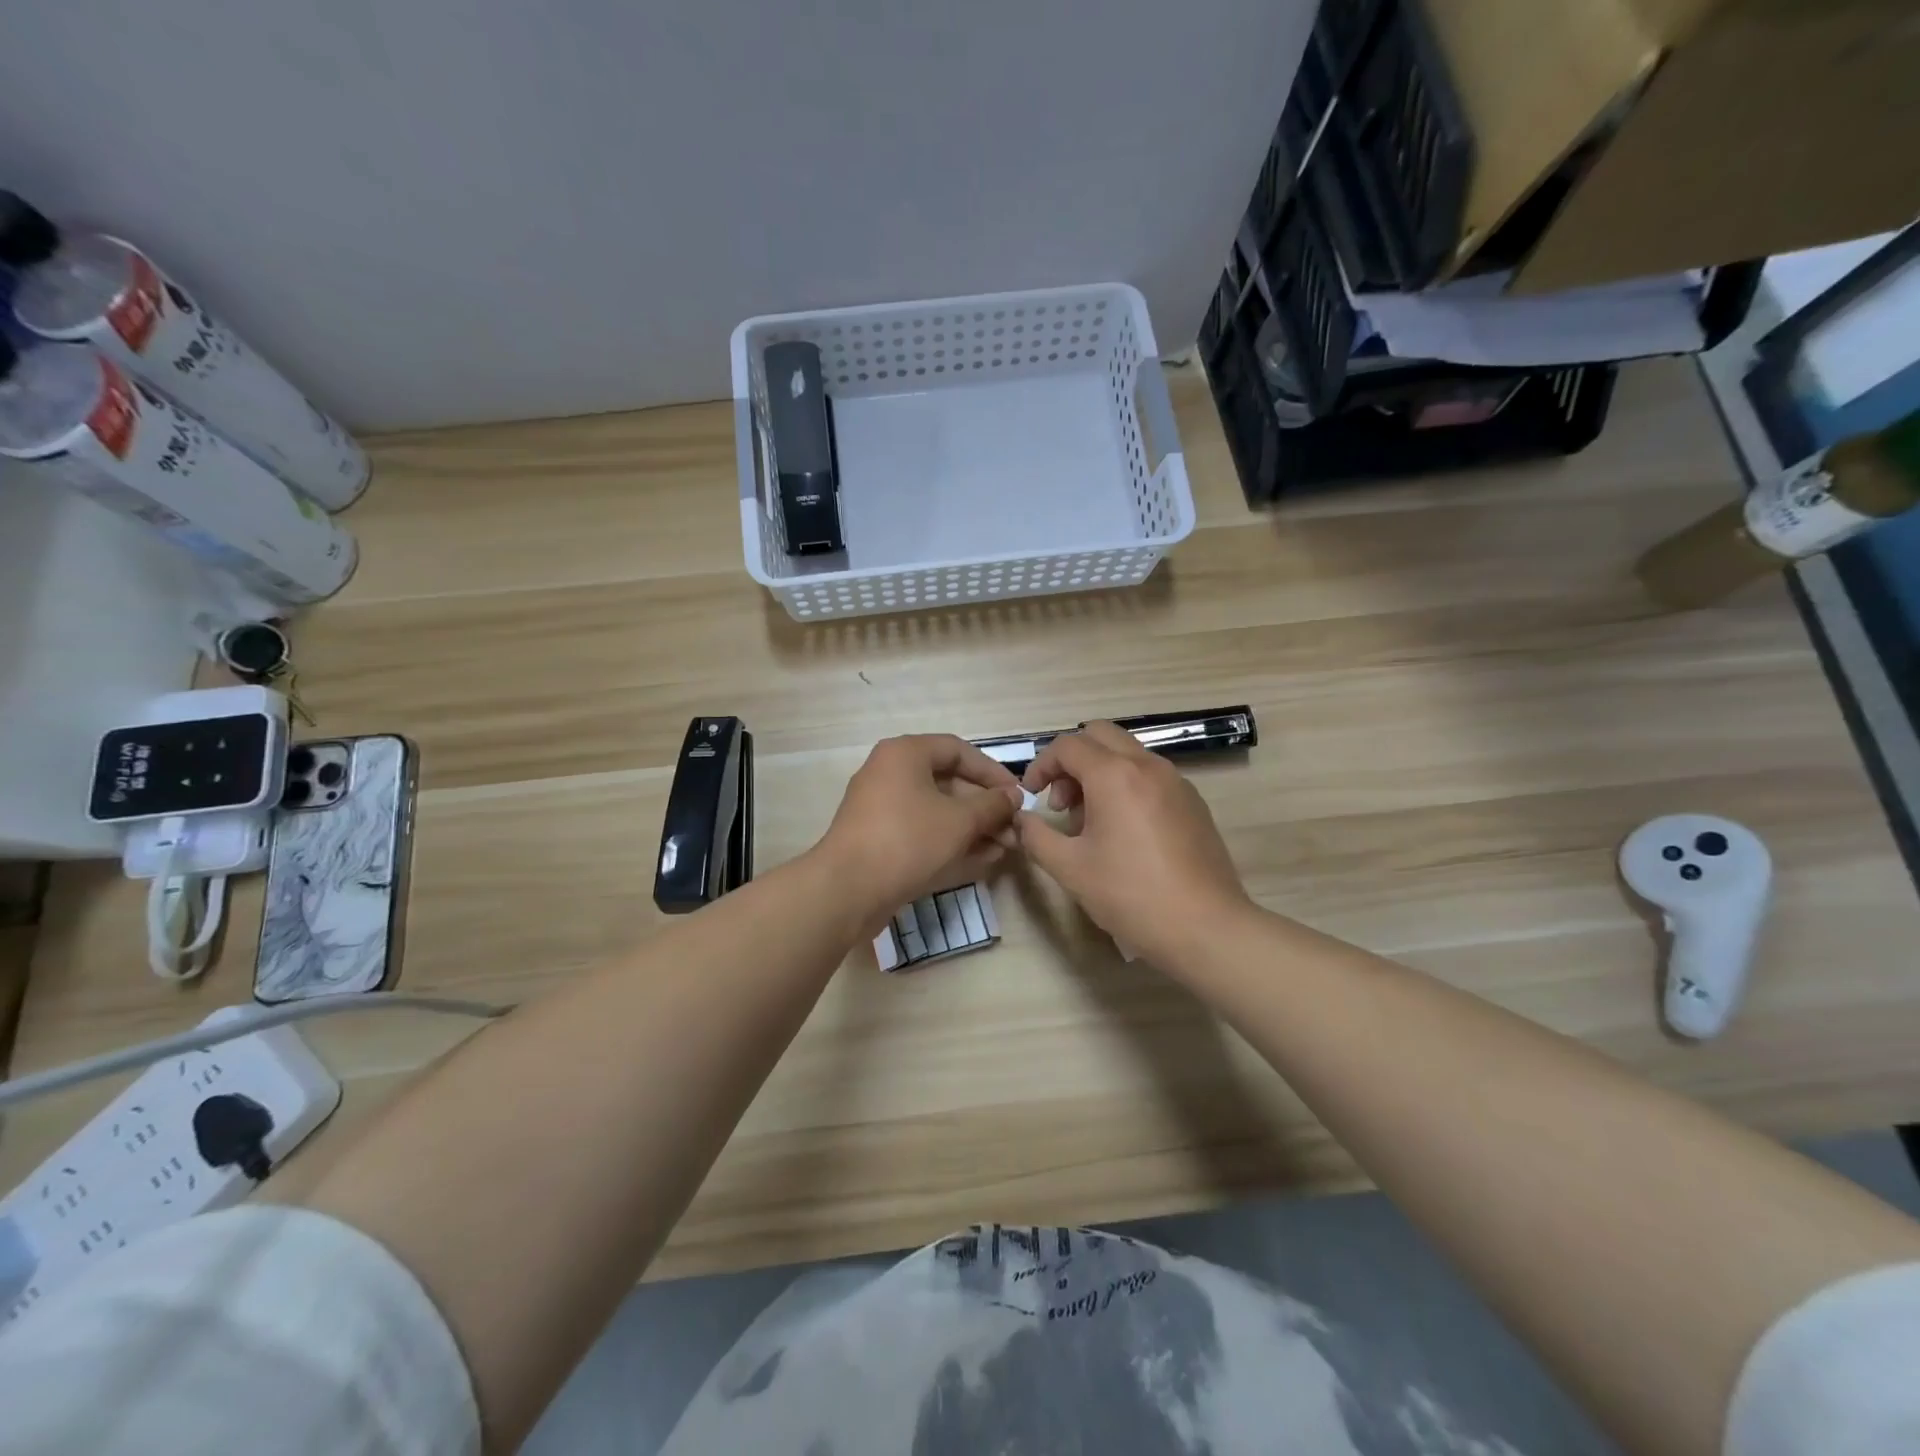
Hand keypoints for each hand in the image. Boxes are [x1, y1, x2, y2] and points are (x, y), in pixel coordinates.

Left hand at [817, 735, 1023, 932]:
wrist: (848, 889)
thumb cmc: (908, 840)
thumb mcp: (959, 821)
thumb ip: (991, 805)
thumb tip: (1013, 797)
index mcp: (905, 754)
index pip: (958, 750)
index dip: (992, 772)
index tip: (1017, 796)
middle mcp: (890, 774)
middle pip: (948, 782)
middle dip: (985, 807)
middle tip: (1014, 828)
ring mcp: (882, 809)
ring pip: (937, 811)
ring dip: (973, 828)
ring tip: (1006, 848)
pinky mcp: (880, 840)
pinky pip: (922, 833)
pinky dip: (951, 843)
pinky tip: (983, 860)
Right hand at [1019, 722, 1253, 970]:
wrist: (1206, 928)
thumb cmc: (1131, 895)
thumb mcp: (1070, 869)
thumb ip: (1036, 836)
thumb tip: (1022, 819)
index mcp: (1115, 775)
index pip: (1067, 745)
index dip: (1041, 766)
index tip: (1032, 796)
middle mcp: (1147, 766)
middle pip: (1099, 736)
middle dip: (1071, 762)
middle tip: (1062, 804)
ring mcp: (1176, 781)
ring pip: (1127, 754)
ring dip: (1099, 773)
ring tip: (1090, 824)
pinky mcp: (1193, 802)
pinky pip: (1150, 775)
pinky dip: (1126, 786)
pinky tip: (1124, 834)